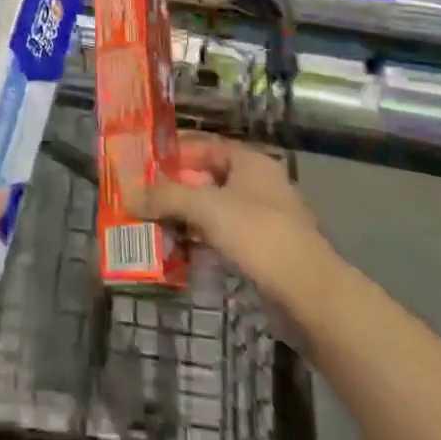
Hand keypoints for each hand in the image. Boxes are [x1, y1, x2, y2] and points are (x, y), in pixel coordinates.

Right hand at [131, 134, 321, 300]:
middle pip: (210, 178)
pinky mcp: (269, 251)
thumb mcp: (206, 208)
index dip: (175, 153)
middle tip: (146, 198)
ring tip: (157, 226)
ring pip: (218, 209)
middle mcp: (260, 183)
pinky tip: (184, 251)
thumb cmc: (258, 235)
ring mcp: (267, 218)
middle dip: (178, 188)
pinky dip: (206, 240)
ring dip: (190, 217)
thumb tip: (130, 195)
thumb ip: (166, 197)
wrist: (310, 294)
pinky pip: (228, 236)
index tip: (145, 165)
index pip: (205, 146)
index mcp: (250, 161)